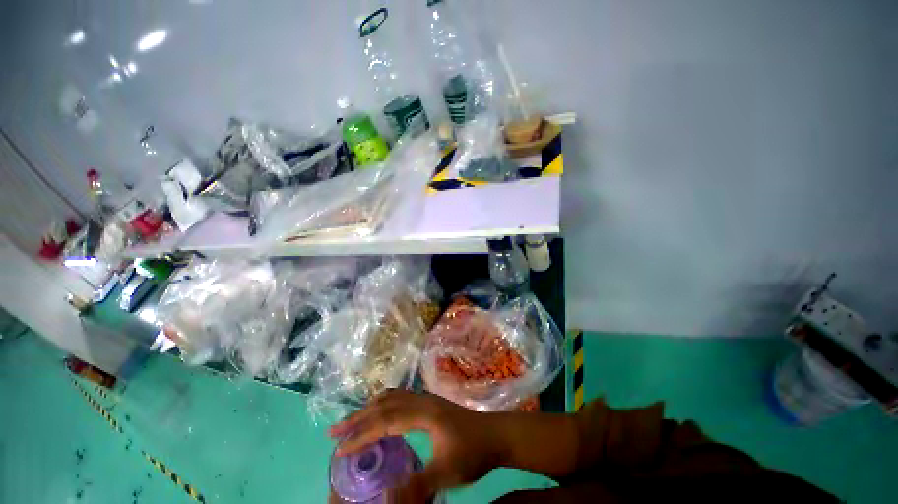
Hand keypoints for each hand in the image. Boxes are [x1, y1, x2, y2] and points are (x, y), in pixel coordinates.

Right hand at [329, 390, 504, 502]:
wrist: (496, 434)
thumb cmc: (473, 452)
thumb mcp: (447, 472)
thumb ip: (417, 486)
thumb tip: (385, 499)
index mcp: (424, 413)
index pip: (386, 421)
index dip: (361, 435)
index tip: (339, 449)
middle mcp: (422, 401)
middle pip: (385, 403)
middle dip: (359, 417)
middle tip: (334, 431)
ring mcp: (427, 400)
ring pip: (393, 397)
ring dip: (370, 408)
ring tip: (352, 422)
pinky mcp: (431, 404)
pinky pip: (401, 398)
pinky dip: (384, 404)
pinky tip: (383, 414)